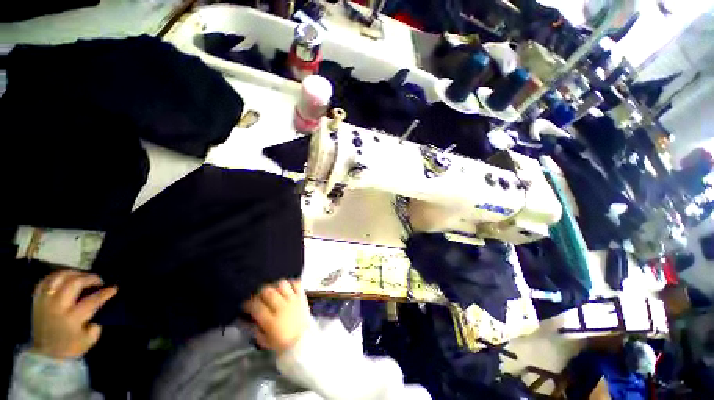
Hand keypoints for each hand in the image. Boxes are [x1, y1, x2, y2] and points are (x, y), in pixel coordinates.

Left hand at [31, 270, 117, 359]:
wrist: (45, 354)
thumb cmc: (70, 347)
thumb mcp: (88, 339)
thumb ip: (95, 323)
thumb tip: (99, 310)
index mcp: (72, 318)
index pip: (92, 300)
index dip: (105, 293)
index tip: (114, 288)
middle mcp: (58, 306)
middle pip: (74, 283)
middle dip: (89, 278)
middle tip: (98, 280)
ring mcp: (46, 301)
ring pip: (59, 277)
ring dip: (73, 273)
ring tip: (81, 276)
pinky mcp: (38, 300)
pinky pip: (46, 281)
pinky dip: (56, 276)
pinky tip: (64, 278)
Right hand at [244, 280, 309, 354]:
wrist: (304, 342)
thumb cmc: (284, 343)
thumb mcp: (266, 341)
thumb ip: (255, 330)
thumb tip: (247, 321)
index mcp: (271, 321)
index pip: (256, 306)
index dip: (249, 303)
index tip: (247, 304)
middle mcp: (281, 307)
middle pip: (268, 291)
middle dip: (261, 292)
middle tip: (259, 295)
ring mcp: (293, 300)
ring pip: (282, 284)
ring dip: (276, 286)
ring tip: (274, 290)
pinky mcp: (302, 297)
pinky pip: (297, 284)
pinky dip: (291, 283)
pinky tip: (288, 288)